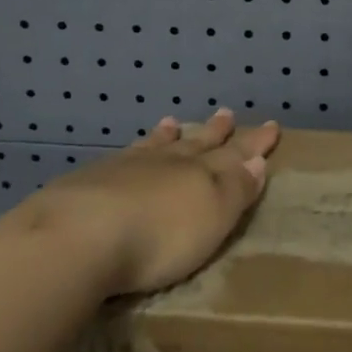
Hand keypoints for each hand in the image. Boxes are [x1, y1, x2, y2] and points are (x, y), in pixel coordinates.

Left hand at [17, 108, 280, 295]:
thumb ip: (236, 189)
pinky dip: (134, 149)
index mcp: (202, 174)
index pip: (236, 155)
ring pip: (156, 145)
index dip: (254, 143)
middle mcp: (168, 163)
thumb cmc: (160, 237)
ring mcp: (127, 167)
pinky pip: (123, 155)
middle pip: (197, 144)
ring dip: (169, 136)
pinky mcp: (91, 180)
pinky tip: (127, 152)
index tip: (271, 126)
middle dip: (215, 132)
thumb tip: (258, 160)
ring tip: (173, 122)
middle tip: (227, 114)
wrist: (80, 236)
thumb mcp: (214, 217)